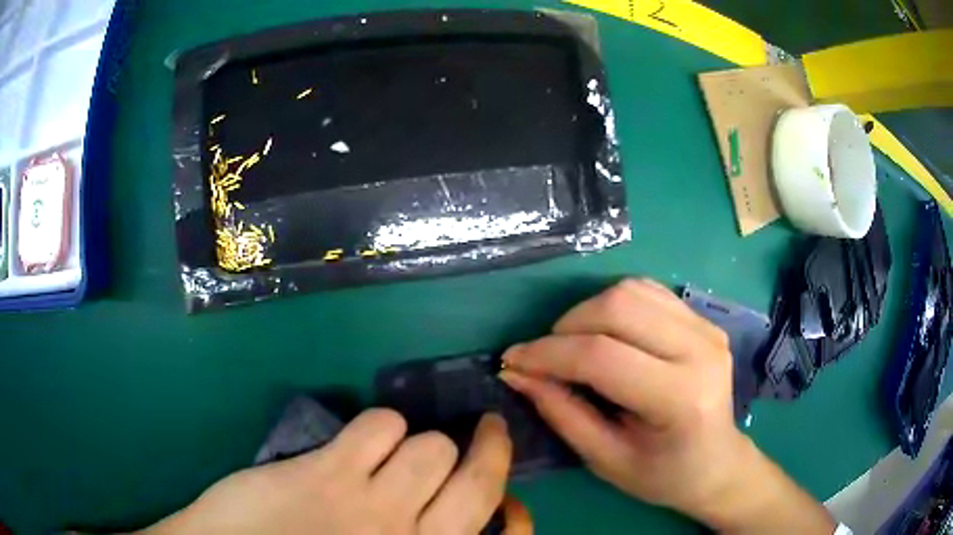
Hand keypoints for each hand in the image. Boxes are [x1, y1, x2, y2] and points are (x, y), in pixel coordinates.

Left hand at [142, 410, 512, 534]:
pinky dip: (380, 426)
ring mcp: (372, 507)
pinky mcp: (327, 474)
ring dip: (420, 442)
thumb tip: (446, 515)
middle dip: (490, 447)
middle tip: (485, 429)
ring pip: (431, 446)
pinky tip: (362, 442)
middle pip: (480, 479)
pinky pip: (379, 426)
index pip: (504, 533)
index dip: (513, 510)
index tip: (505, 498)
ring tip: (400, 450)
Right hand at [500, 279, 834, 532]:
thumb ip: (561, 413)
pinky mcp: (704, 319)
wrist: (718, 463)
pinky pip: (648, 291)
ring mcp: (707, 328)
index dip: (547, 354)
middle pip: (618, 306)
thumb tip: (518, 373)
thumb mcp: (605, 459)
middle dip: (566, 326)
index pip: (602, 356)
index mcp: (681, 398)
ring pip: (631, 289)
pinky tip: (606, 334)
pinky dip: (614, 305)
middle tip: (545, 356)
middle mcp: (700, 351)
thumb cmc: (663, 475)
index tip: (513, 361)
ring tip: (574, 346)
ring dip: (588, 312)